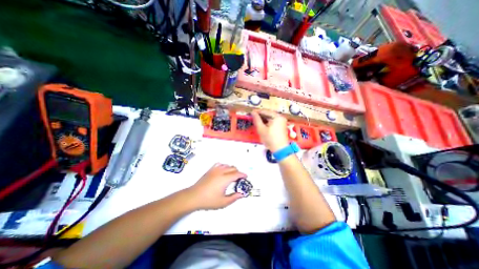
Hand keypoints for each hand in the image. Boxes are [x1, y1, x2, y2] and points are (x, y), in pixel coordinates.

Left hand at [187, 164, 246, 209]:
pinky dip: (224, 166)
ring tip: (231, 175)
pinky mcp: (210, 170)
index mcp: (225, 179)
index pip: (237, 174)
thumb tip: (241, 194)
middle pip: (233, 168)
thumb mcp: (223, 202)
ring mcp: (215, 170)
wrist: (194, 196)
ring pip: (227, 165)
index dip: (242, 174)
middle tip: (239, 179)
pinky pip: (219, 164)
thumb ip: (234, 198)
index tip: (246, 176)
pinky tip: (223, 171)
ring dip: (231, 169)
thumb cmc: (209, 200)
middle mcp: (221, 172)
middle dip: (238, 172)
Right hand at [251, 109, 287, 151]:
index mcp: (277, 116)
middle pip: (269, 114)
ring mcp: (282, 122)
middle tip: (253, 118)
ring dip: (263, 119)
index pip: (265, 111)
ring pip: (271, 118)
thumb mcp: (261, 129)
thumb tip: (253, 112)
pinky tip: (262, 125)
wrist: (280, 149)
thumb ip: (256, 119)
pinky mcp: (282, 126)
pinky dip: (267, 122)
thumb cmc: (270, 139)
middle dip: (260, 116)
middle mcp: (281, 117)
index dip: (257, 112)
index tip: (250, 113)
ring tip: (256, 121)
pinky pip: (273, 121)